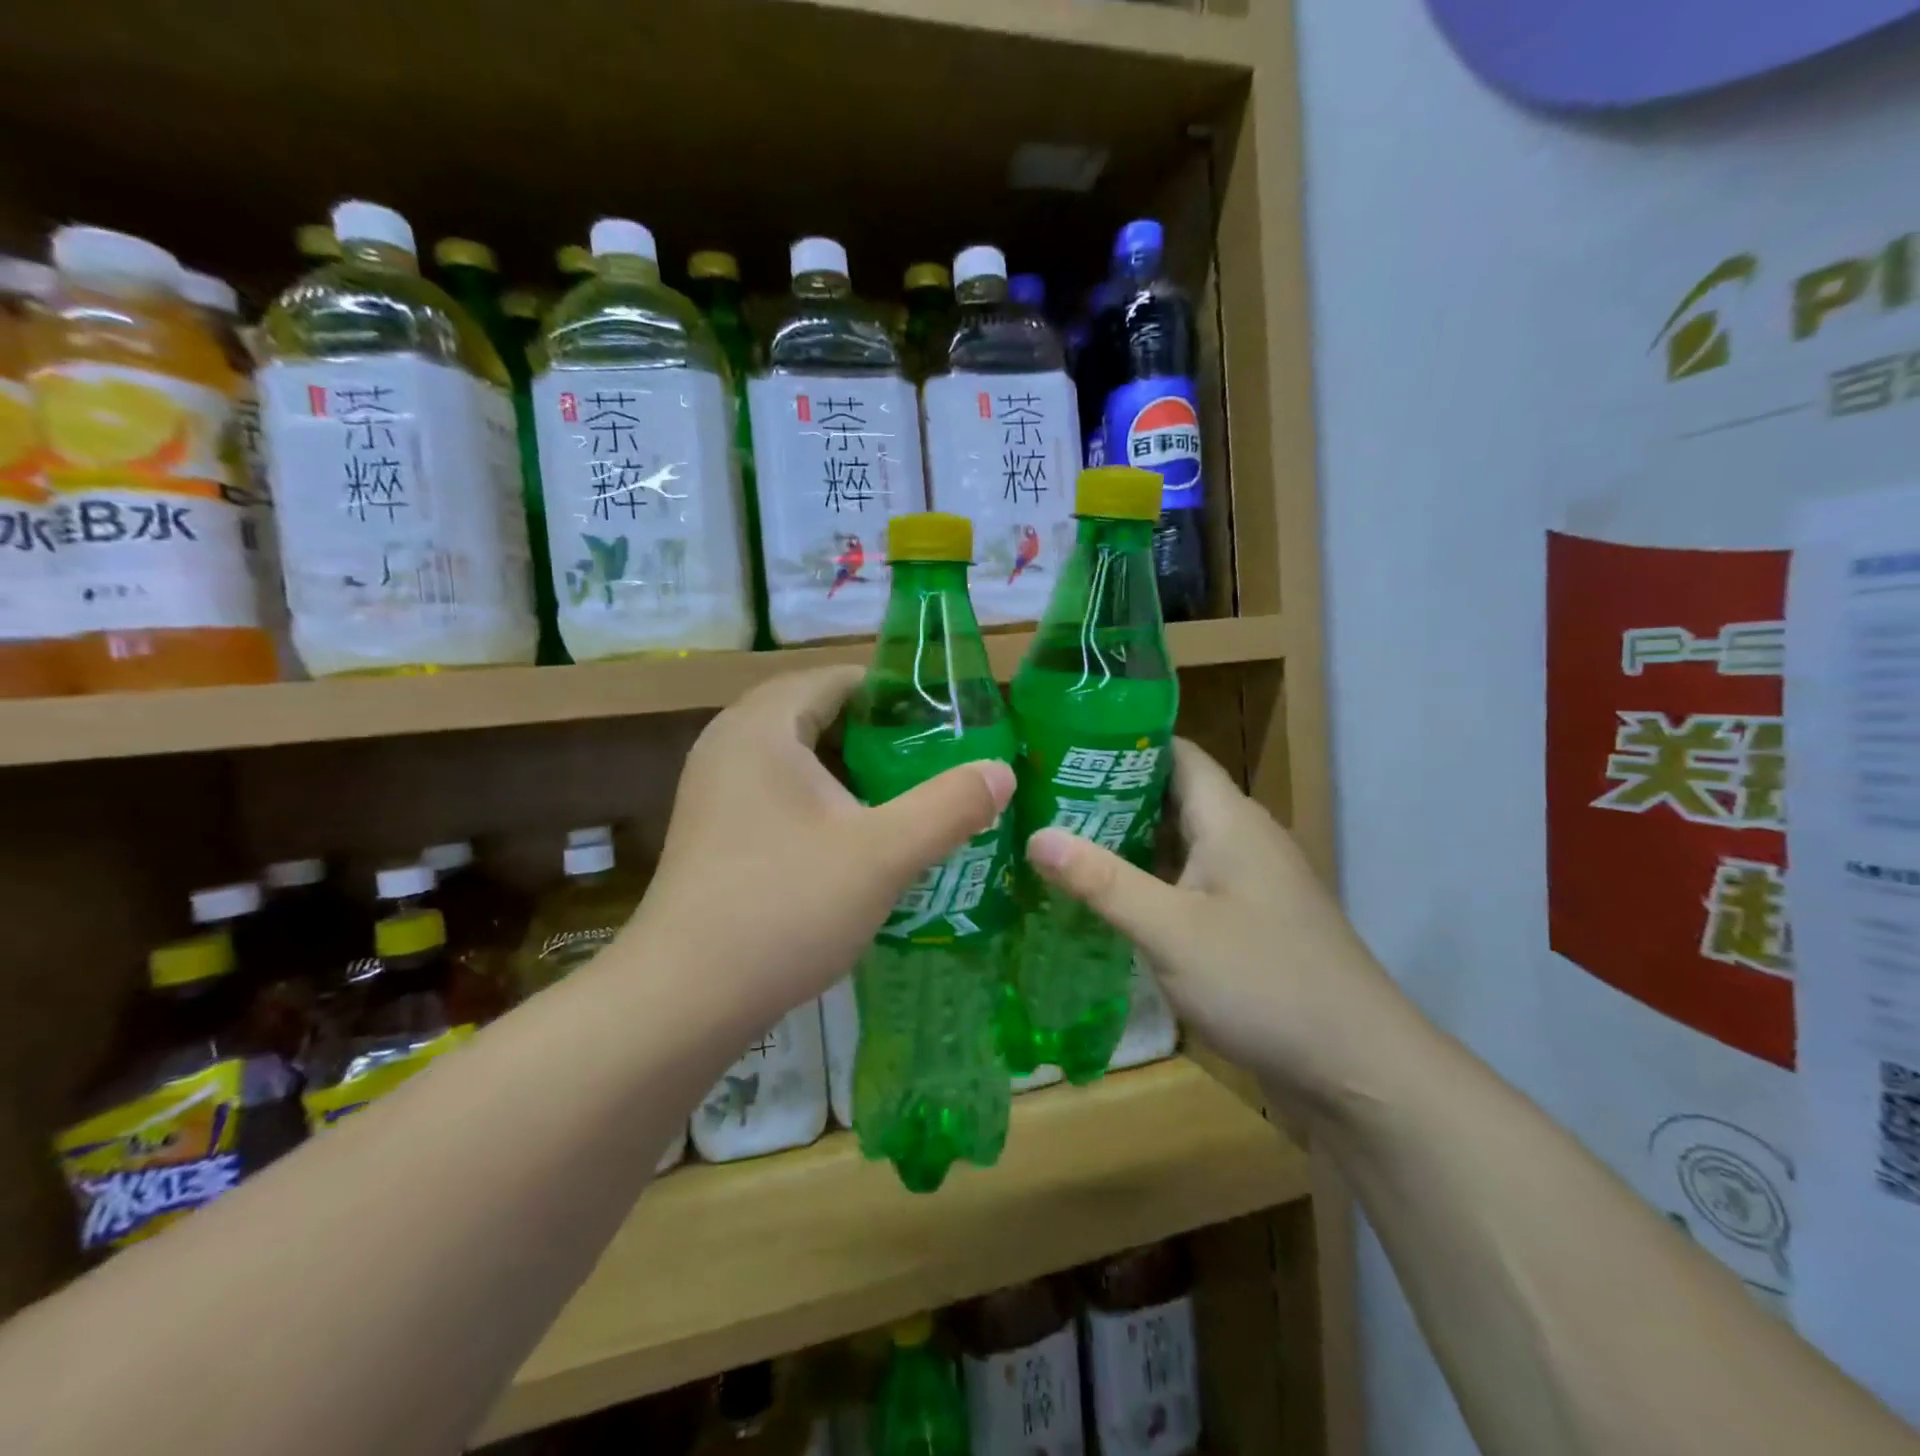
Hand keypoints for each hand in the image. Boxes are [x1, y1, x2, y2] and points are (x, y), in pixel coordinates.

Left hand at [633, 666, 1014, 1032]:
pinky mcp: (710, 831)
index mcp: (763, 727)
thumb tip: (1001, 771)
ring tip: (900, 794)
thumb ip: (949, 806)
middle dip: (873, 732)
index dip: (892, 692)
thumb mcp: (883, 855)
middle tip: (929, 759)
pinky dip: (817, 798)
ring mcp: (712, 790)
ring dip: (845, 768)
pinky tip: (851, 837)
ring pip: (793, 756)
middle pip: (813, 713)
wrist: (683, 999)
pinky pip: (774, 791)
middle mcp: (728, 744)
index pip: (835, 678)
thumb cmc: (785, 908)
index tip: (943, 721)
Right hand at [1024, 738, 1415, 1119]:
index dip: (1121, 743)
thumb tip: (1036, 835)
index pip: (1174, 752)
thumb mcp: (1171, 931)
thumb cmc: (1264, 982)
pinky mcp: (1248, 921)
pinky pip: (1189, 883)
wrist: (1358, 1068)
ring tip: (1060, 842)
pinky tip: (1106, 899)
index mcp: (1229, 819)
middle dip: (1109, 795)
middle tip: (1042, 799)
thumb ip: (1103, 881)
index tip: (1061, 746)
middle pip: (1170, 796)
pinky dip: (1148, 882)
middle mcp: (1242, 838)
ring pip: (1178, 843)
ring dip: (1126, 842)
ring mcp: (1248, 882)